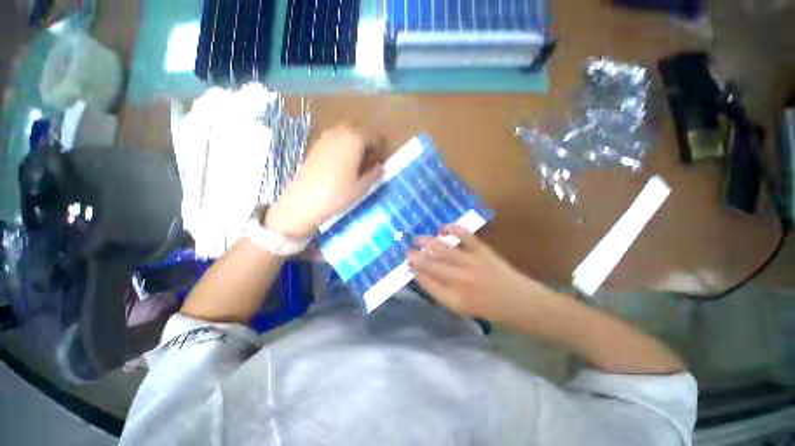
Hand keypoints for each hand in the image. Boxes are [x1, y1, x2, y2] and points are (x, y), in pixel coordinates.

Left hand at [266, 125, 383, 237]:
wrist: (304, 201)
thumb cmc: (337, 194)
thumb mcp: (362, 187)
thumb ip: (374, 174)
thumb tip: (381, 167)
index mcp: (354, 140)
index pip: (373, 136)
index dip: (380, 147)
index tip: (382, 161)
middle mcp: (339, 133)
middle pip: (359, 130)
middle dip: (367, 142)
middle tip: (371, 159)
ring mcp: (325, 138)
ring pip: (345, 133)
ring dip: (354, 143)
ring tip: (357, 161)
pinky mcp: (315, 146)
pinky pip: (334, 139)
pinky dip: (342, 146)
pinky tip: (342, 163)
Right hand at [407, 226, 556, 320]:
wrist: (521, 303)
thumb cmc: (490, 309)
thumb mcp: (462, 308)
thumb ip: (442, 293)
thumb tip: (425, 276)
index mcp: (455, 299)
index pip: (429, 283)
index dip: (417, 272)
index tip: (408, 264)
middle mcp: (461, 281)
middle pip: (433, 266)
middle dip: (417, 257)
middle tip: (407, 250)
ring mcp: (473, 264)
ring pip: (445, 251)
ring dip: (429, 243)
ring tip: (417, 238)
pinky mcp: (484, 252)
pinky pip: (466, 237)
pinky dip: (454, 229)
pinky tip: (444, 227)